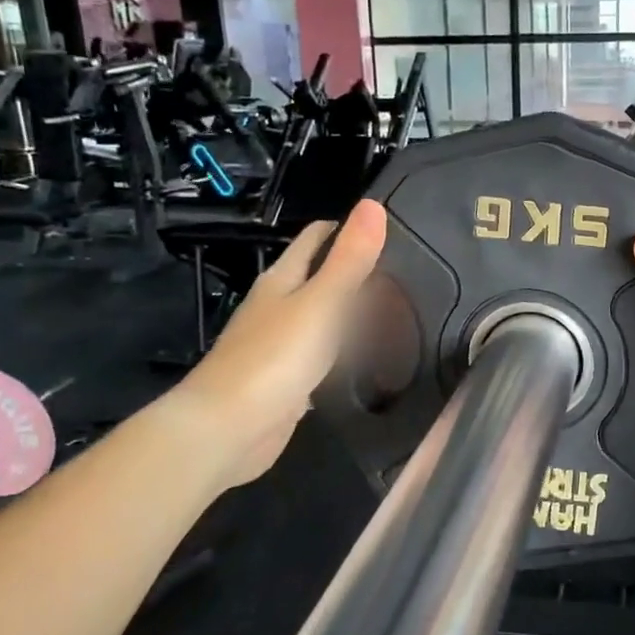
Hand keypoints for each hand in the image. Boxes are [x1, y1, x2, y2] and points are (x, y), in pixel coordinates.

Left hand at [170, 199, 386, 488]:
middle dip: (356, 273)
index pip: (316, 238)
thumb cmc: (274, 358)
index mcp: (282, 280)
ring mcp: (279, 347)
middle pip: (319, 277)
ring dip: (352, 316)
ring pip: (322, 320)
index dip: (347, 228)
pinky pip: (322, 359)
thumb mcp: (322, 302)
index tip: (390, 231)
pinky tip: (369, 362)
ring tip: (399, 316)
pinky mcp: (286, 383)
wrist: (228, 430)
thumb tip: (372, 204)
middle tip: (407, 277)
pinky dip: (344, 355)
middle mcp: (277, 307)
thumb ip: (350, 259)